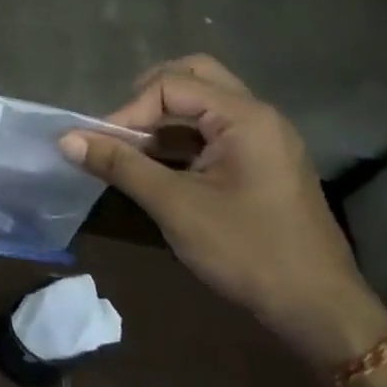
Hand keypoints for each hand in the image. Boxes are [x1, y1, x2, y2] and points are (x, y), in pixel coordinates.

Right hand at [61, 56, 386, 367]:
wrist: (319, 309)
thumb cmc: (247, 251)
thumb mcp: (175, 206)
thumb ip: (120, 165)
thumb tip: (67, 139)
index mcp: (245, 117)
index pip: (171, 85)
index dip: (128, 110)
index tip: (100, 145)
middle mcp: (258, 116)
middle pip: (194, 77)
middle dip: (149, 97)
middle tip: (121, 130)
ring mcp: (265, 139)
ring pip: (204, 103)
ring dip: (164, 119)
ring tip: (133, 152)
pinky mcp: (263, 162)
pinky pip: (215, 130)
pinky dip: (182, 139)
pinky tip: (159, 168)